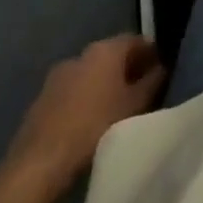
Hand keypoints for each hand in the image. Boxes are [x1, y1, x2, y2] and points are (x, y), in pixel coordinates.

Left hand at [6, 35, 166, 193]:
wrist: (40, 162)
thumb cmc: (96, 126)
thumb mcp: (135, 105)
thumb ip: (152, 82)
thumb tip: (161, 68)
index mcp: (105, 49)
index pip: (136, 40)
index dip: (151, 53)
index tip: (161, 70)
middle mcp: (81, 54)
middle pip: (112, 55)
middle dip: (128, 69)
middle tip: (143, 91)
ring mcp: (58, 75)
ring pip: (91, 73)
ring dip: (106, 84)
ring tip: (118, 108)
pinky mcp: (43, 98)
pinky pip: (74, 90)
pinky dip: (86, 98)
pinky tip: (91, 120)